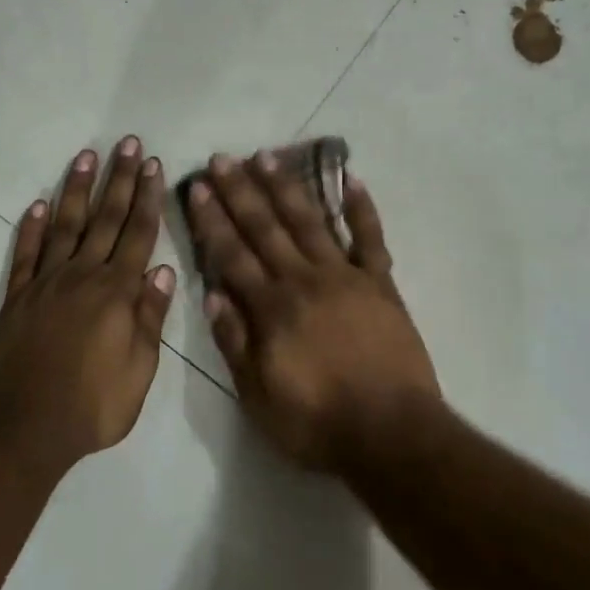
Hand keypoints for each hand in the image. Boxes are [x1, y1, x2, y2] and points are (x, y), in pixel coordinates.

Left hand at [0, 138, 175, 472]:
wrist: (25, 430)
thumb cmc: (93, 407)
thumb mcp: (139, 371)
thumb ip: (149, 318)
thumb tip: (161, 271)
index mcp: (117, 293)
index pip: (138, 234)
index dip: (147, 198)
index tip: (153, 165)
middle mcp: (82, 277)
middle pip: (105, 219)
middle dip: (119, 179)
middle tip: (127, 144)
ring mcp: (46, 284)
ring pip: (66, 226)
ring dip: (77, 189)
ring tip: (86, 157)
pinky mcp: (17, 298)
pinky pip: (25, 254)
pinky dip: (31, 228)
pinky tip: (38, 204)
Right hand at [186, 152, 441, 470]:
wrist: (391, 433)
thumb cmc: (317, 422)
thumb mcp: (258, 396)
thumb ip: (234, 342)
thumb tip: (211, 293)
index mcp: (272, 308)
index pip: (232, 255)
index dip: (212, 220)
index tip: (198, 187)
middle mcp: (304, 280)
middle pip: (266, 228)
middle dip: (241, 192)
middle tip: (222, 158)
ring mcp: (346, 277)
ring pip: (310, 222)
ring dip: (286, 187)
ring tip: (267, 156)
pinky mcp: (380, 283)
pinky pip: (370, 237)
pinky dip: (361, 208)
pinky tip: (351, 179)